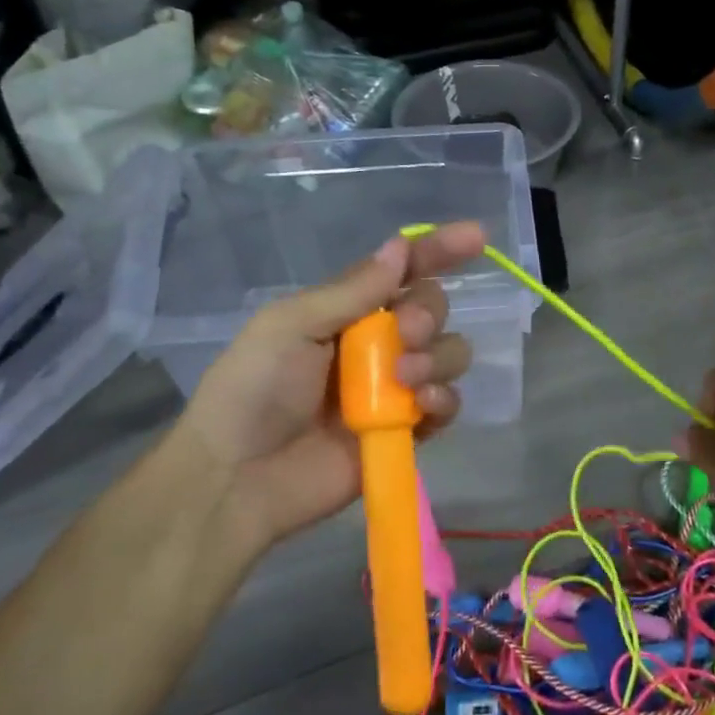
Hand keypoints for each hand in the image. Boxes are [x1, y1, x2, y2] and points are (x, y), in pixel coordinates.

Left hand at [175, 222, 486, 551]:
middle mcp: (377, 343)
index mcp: (347, 310)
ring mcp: (394, 388)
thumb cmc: (253, 390)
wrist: (237, 477)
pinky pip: (447, 405)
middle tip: (406, 332)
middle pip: (432, 309)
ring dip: (437, 357)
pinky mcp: (406, 431)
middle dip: (429, 313)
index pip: (401, 271)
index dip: (439, 250)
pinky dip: (444, 399)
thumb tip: (400, 248)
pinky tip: (422, 404)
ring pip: (448, 354)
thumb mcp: (291, 326)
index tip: (477, 237)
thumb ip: (352, 291)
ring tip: (405, 377)